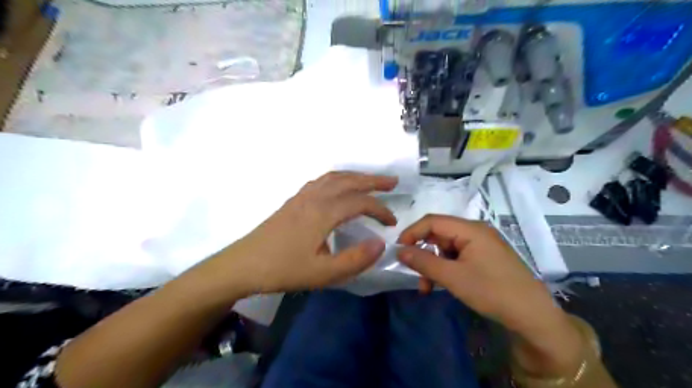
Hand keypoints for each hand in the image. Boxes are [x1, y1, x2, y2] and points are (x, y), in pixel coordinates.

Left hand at [203, 171, 396, 294]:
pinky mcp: (294, 200)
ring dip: (355, 176)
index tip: (392, 222)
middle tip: (392, 182)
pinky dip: (338, 178)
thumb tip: (381, 244)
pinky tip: (339, 186)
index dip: (380, 209)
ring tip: (370, 181)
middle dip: (373, 181)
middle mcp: (314, 197)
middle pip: (349, 181)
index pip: (360, 202)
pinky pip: (321, 181)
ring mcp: (302, 196)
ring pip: (334, 177)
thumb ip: (355, 260)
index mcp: (323, 212)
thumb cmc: (283, 269)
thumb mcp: (322, 274)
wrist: (244, 264)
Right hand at [394, 215, 554, 326]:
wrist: (532, 316)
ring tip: (427, 287)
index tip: (398, 251)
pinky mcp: (484, 257)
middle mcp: (475, 231)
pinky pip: (457, 257)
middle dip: (423, 254)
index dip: (412, 233)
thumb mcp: (453, 277)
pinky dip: (445, 269)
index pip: (432, 221)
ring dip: (433, 265)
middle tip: (413, 273)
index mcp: (470, 229)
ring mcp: (481, 244)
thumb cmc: (492, 291)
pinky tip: (441, 285)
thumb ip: (423, 262)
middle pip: (439, 234)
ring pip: (446, 248)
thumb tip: (399, 251)